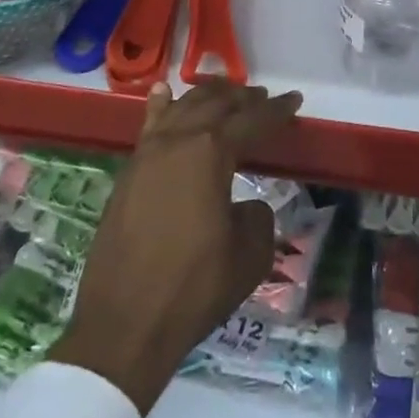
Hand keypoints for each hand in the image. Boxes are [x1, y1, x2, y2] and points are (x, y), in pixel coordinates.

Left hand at [49, 79, 301, 414]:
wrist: (124, 326)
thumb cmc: (194, 289)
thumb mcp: (249, 255)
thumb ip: (257, 216)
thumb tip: (244, 204)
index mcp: (210, 153)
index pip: (251, 120)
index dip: (277, 110)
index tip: (295, 100)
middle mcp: (177, 141)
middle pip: (215, 104)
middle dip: (243, 98)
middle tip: (263, 97)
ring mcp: (147, 155)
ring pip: (182, 108)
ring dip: (207, 96)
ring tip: (226, 91)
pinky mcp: (128, 173)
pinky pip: (150, 126)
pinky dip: (162, 106)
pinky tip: (165, 93)